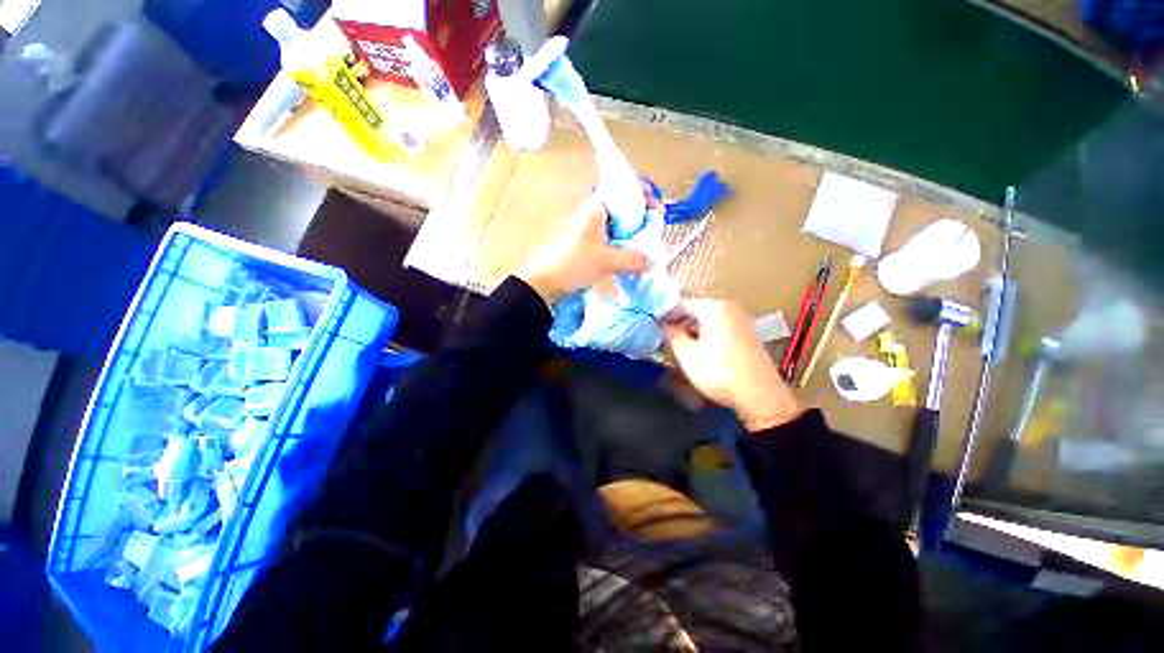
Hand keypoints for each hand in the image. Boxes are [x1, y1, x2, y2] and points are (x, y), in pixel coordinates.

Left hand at [518, 195, 648, 303]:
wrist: (543, 282)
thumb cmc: (571, 264)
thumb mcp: (605, 260)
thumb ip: (633, 259)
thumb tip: (652, 261)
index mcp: (596, 208)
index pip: (623, 189)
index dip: (642, 193)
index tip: (656, 207)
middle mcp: (593, 216)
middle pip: (623, 208)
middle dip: (642, 218)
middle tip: (654, 231)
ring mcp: (590, 232)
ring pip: (618, 227)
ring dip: (633, 235)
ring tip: (646, 248)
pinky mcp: (588, 248)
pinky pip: (612, 242)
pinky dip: (623, 248)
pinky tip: (630, 260)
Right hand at [662, 299, 801, 431]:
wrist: (759, 395)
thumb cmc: (718, 371)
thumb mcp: (686, 354)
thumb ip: (671, 334)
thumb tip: (664, 326)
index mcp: (714, 308)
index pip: (682, 304)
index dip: (666, 316)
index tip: (655, 328)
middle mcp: (730, 308)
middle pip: (697, 311)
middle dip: (680, 325)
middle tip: (667, 340)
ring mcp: (742, 321)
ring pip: (708, 321)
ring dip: (693, 332)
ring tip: (682, 349)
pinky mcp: (747, 335)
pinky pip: (720, 329)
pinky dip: (707, 337)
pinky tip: (702, 353)